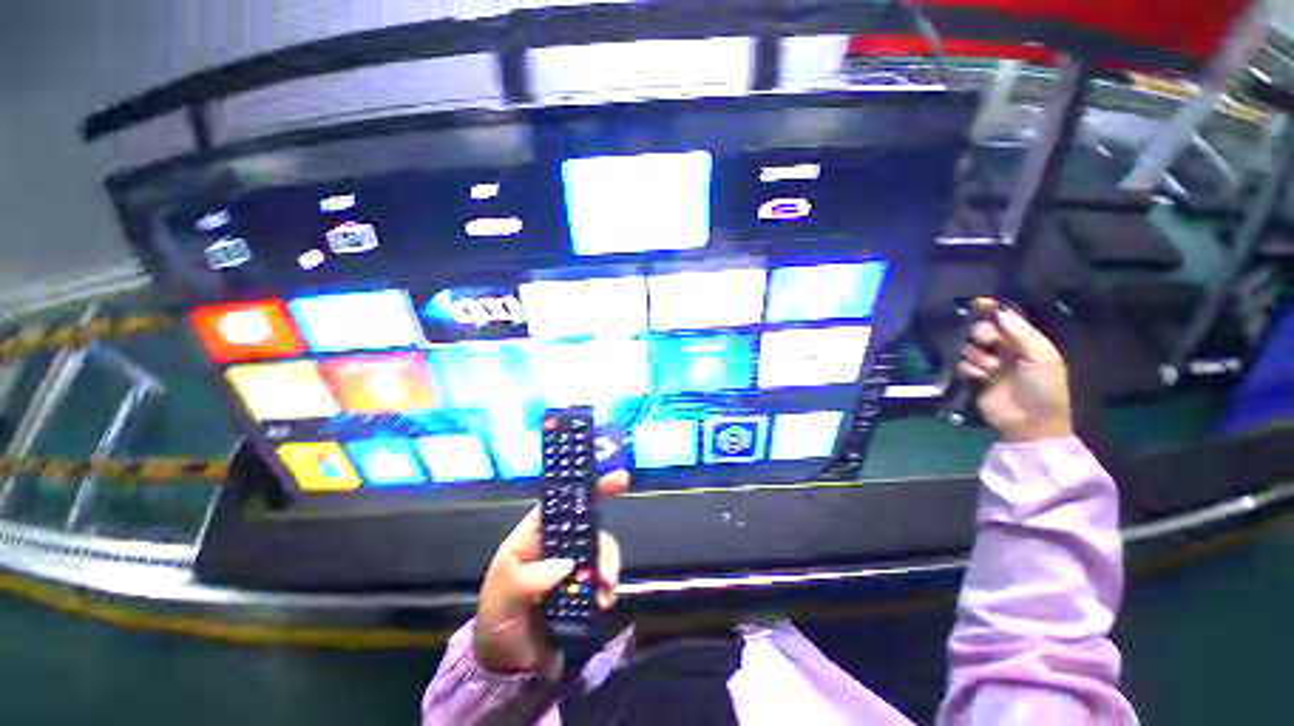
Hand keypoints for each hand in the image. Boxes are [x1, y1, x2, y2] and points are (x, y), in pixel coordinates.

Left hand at [473, 470, 629, 675]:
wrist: (508, 666)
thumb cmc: (497, 619)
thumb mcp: (500, 598)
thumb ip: (525, 580)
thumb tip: (566, 565)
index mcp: (534, 536)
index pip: (562, 503)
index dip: (589, 488)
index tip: (619, 479)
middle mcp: (557, 544)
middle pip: (590, 526)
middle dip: (605, 545)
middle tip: (607, 574)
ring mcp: (574, 565)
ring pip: (601, 551)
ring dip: (608, 568)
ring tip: (604, 596)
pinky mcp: (585, 586)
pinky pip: (605, 576)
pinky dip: (609, 586)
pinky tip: (604, 603)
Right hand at [957, 299, 1073, 442]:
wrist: (1032, 424)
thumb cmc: (1044, 388)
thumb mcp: (1041, 357)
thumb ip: (1020, 332)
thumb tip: (998, 310)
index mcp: (1027, 341)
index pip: (1005, 318)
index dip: (992, 310)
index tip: (978, 302)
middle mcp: (1006, 349)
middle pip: (983, 330)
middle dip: (983, 335)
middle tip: (991, 344)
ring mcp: (990, 365)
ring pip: (970, 348)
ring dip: (978, 356)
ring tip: (991, 369)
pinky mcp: (975, 379)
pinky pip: (963, 365)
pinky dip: (971, 370)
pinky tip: (981, 378)